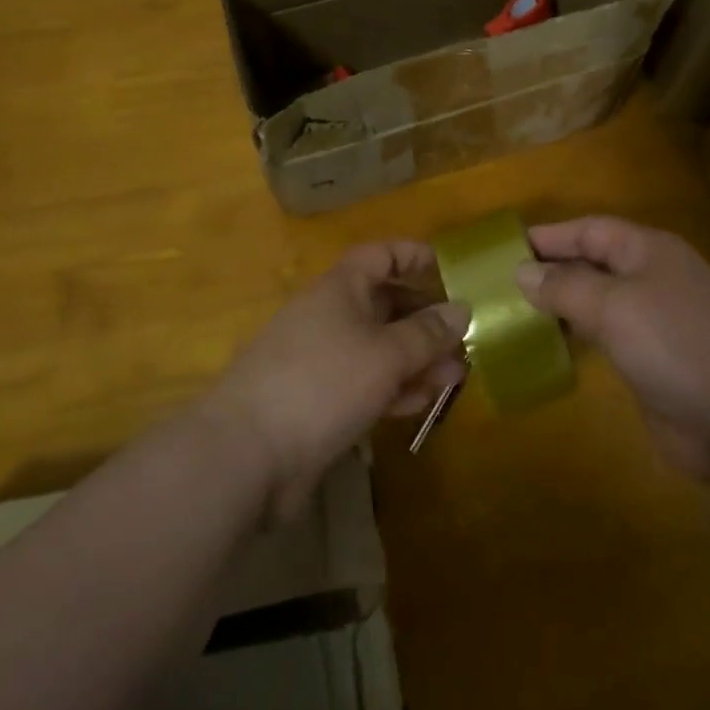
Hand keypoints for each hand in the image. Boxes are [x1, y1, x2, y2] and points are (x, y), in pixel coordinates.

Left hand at [206, 242, 466, 518]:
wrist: (247, 453)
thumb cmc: (324, 383)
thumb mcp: (386, 354)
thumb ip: (427, 333)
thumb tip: (462, 308)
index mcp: (340, 289)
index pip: (379, 256)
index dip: (412, 256)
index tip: (447, 268)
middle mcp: (329, 316)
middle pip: (383, 304)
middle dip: (424, 319)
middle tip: (462, 338)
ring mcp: (321, 360)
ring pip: (378, 348)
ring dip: (416, 359)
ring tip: (455, 376)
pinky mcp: (317, 401)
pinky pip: (364, 383)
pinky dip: (393, 388)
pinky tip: (422, 402)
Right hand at [515, 216, 709, 477]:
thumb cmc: (673, 345)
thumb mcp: (612, 306)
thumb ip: (564, 286)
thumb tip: (522, 271)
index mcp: (650, 250)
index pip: (591, 230)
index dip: (550, 236)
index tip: (508, 247)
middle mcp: (655, 277)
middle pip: (596, 261)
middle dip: (554, 269)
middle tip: (506, 282)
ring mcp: (659, 319)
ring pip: (601, 299)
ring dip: (564, 303)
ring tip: (520, 311)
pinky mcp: (657, 357)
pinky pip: (610, 334)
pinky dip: (581, 334)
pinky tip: (555, 344)